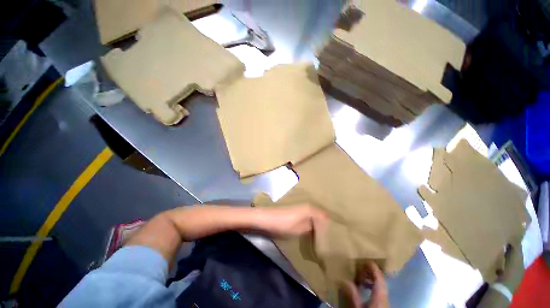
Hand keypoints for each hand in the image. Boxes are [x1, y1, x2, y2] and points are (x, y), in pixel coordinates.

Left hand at [256, 204, 327, 237]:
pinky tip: (311, 231)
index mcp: (310, 208)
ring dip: (318, 225)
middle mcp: (307, 206)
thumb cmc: (284, 223)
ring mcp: (301, 208)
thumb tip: (323, 230)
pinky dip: (311, 223)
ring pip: (315, 216)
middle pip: (321, 216)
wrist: (267, 218)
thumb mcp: (300, 229)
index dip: (330, 225)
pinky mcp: (296, 212)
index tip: (334, 236)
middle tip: (329, 237)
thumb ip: (313, 228)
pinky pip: (308, 217)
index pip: (326, 216)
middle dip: (325, 225)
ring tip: (322, 236)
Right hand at [339, 261, 388, 307]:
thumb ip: (353, 293)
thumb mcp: (358, 306)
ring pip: (381, 286)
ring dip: (372, 279)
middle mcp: (385, 296)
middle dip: (372, 272)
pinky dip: (373, 286)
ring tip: (362, 277)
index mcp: (380, 295)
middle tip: (361, 266)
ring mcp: (385, 301)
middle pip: (381, 281)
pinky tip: (366, 288)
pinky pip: (380, 292)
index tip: (367, 259)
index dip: (374, 267)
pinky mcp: (383, 304)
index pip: (379, 277)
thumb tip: (344, 279)